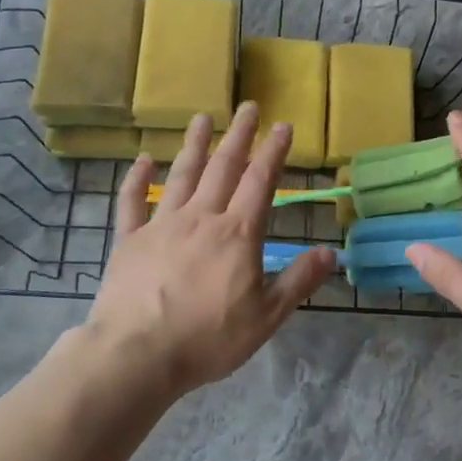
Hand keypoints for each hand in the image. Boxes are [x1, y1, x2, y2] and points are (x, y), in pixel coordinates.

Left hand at [82, 104, 335, 397]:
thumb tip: (332, 253)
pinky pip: (132, 202)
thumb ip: (298, 281)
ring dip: (194, 145)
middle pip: (223, 167)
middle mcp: (201, 217)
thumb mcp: (266, 317)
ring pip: (181, 175)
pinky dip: (137, 179)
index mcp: (237, 233)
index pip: (260, 182)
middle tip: (248, 106)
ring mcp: (161, 225)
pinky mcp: (129, 240)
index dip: (273, 151)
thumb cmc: (208, 338)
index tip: (283, 125)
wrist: (138, 354)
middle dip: (239, 135)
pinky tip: (142, 159)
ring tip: (202, 118)